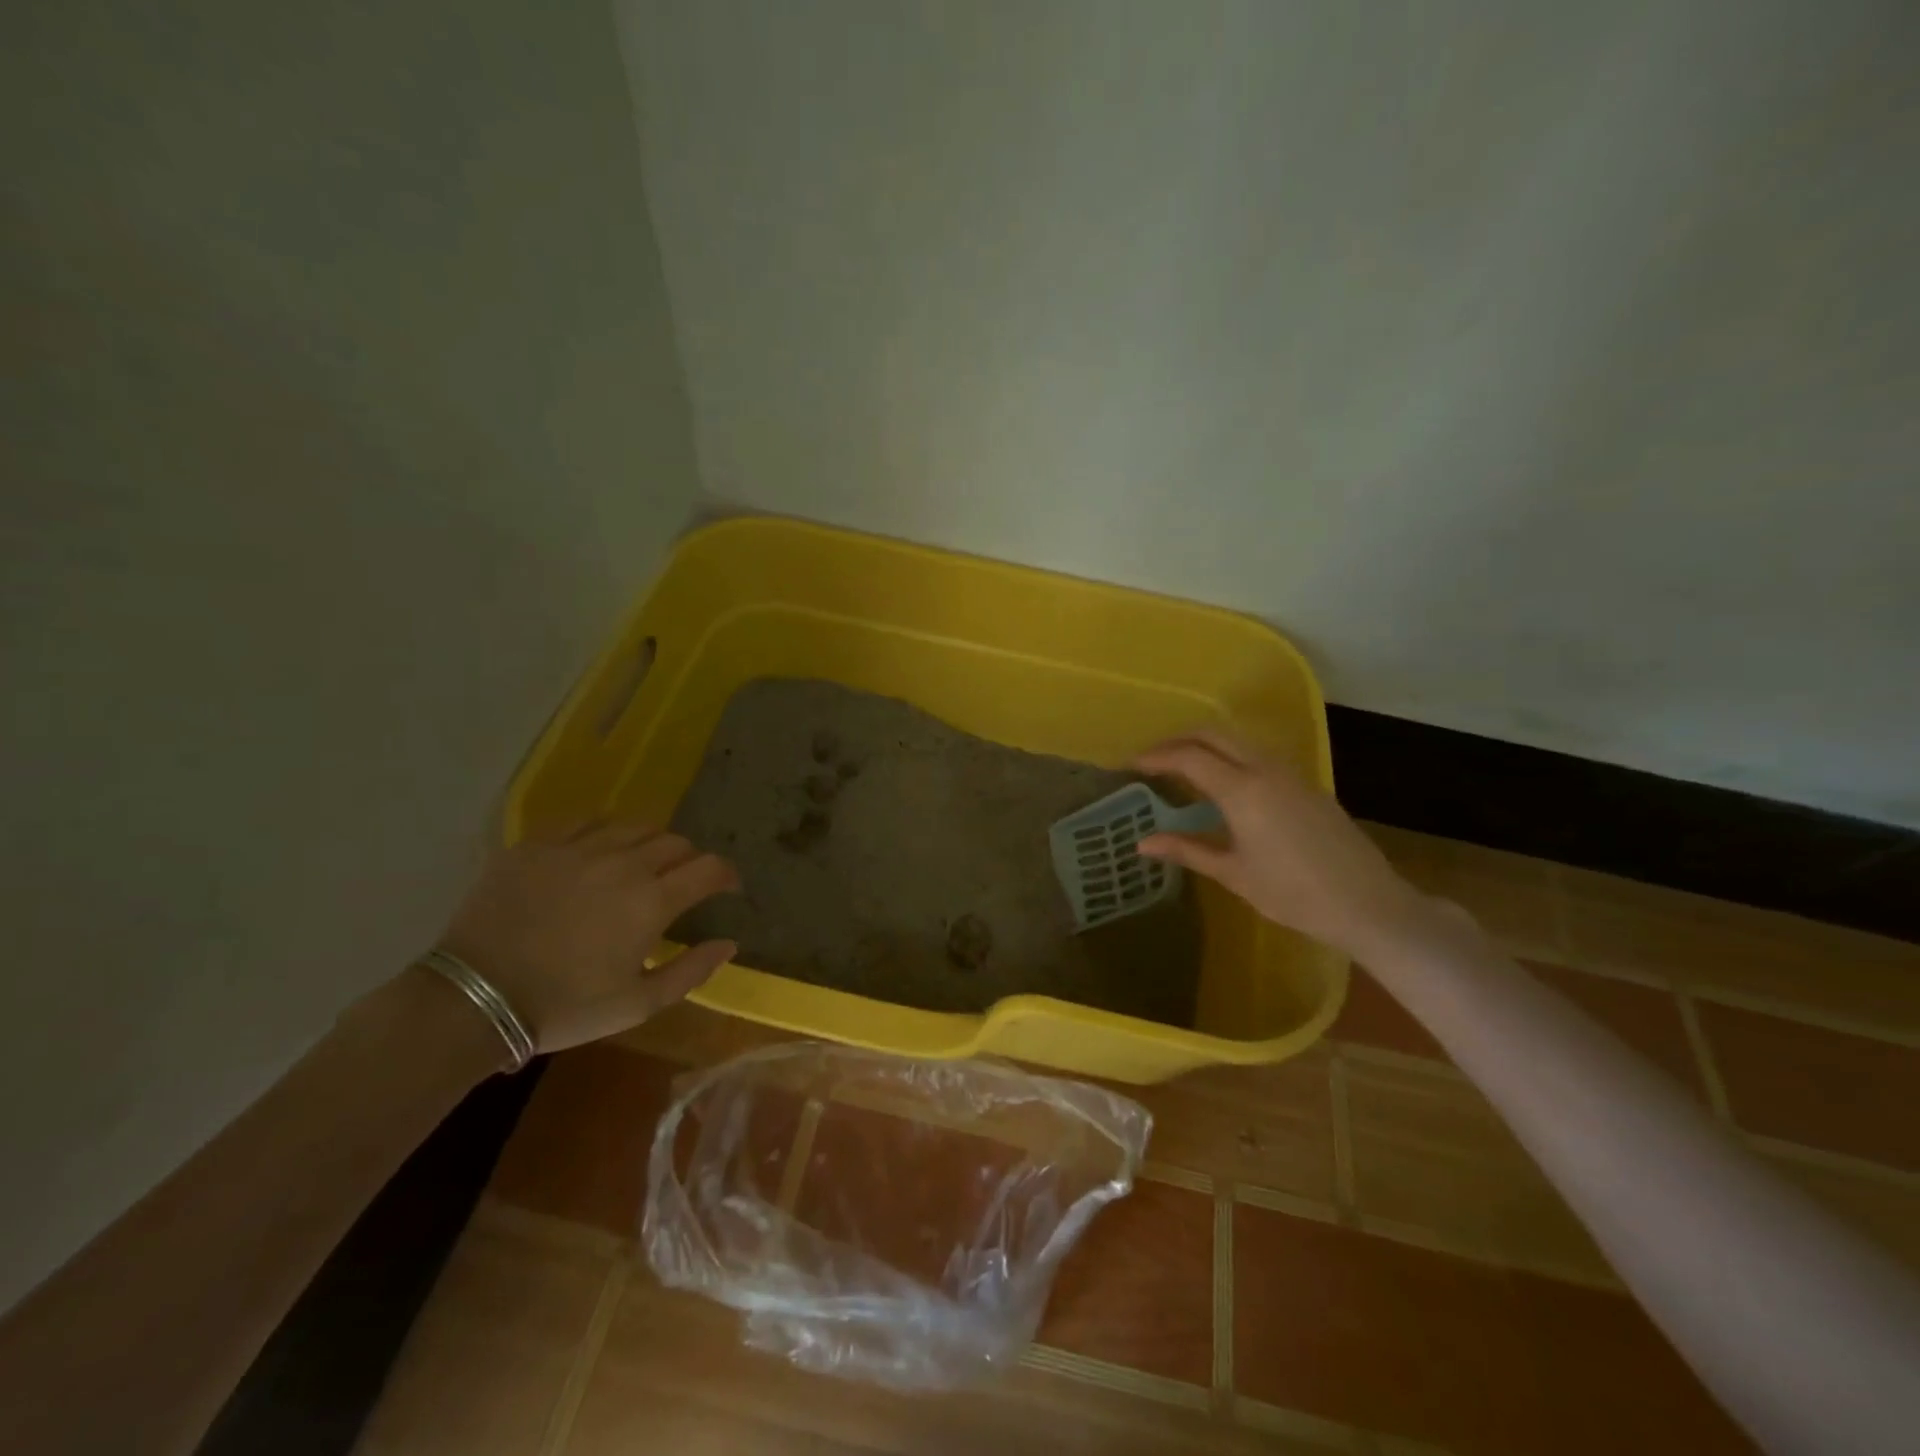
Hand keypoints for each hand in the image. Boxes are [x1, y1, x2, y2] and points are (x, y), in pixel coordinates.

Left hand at [433, 820, 740, 1054]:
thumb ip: (692, 971)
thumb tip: (729, 943)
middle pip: (675, 842)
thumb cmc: (565, 1007)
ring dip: (650, 843)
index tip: (727, 888)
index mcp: (653, 901)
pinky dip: (603, 832)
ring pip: (634, 826)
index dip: (726, 875)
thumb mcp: (638, 1004)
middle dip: (689, 860)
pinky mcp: (538, 844)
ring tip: (641, 863)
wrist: (474, 999)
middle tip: (681, 882)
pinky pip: (584, 822)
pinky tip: (596, 852)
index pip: (710, 868)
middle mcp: (623, 863)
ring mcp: (578, 849)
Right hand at [1134, 729, 1430, 957]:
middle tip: (1152, 758)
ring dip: (1205, 744)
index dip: (1155, 757)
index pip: (1188, 757)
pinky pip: (1257, 754)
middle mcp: (1265, 769)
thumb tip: (1142, 844)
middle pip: (1213, 734)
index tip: (1131, 765)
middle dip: (1177, 739)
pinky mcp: (1305, 783)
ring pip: (1238, 740)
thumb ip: (1186, 850)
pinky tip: (1221, 782)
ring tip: (1180, 767)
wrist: (1368, 904)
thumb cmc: (1293, 894)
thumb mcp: (1233, 874)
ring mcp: (1290, 773)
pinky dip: (1229, 755)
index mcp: (1242, 790)